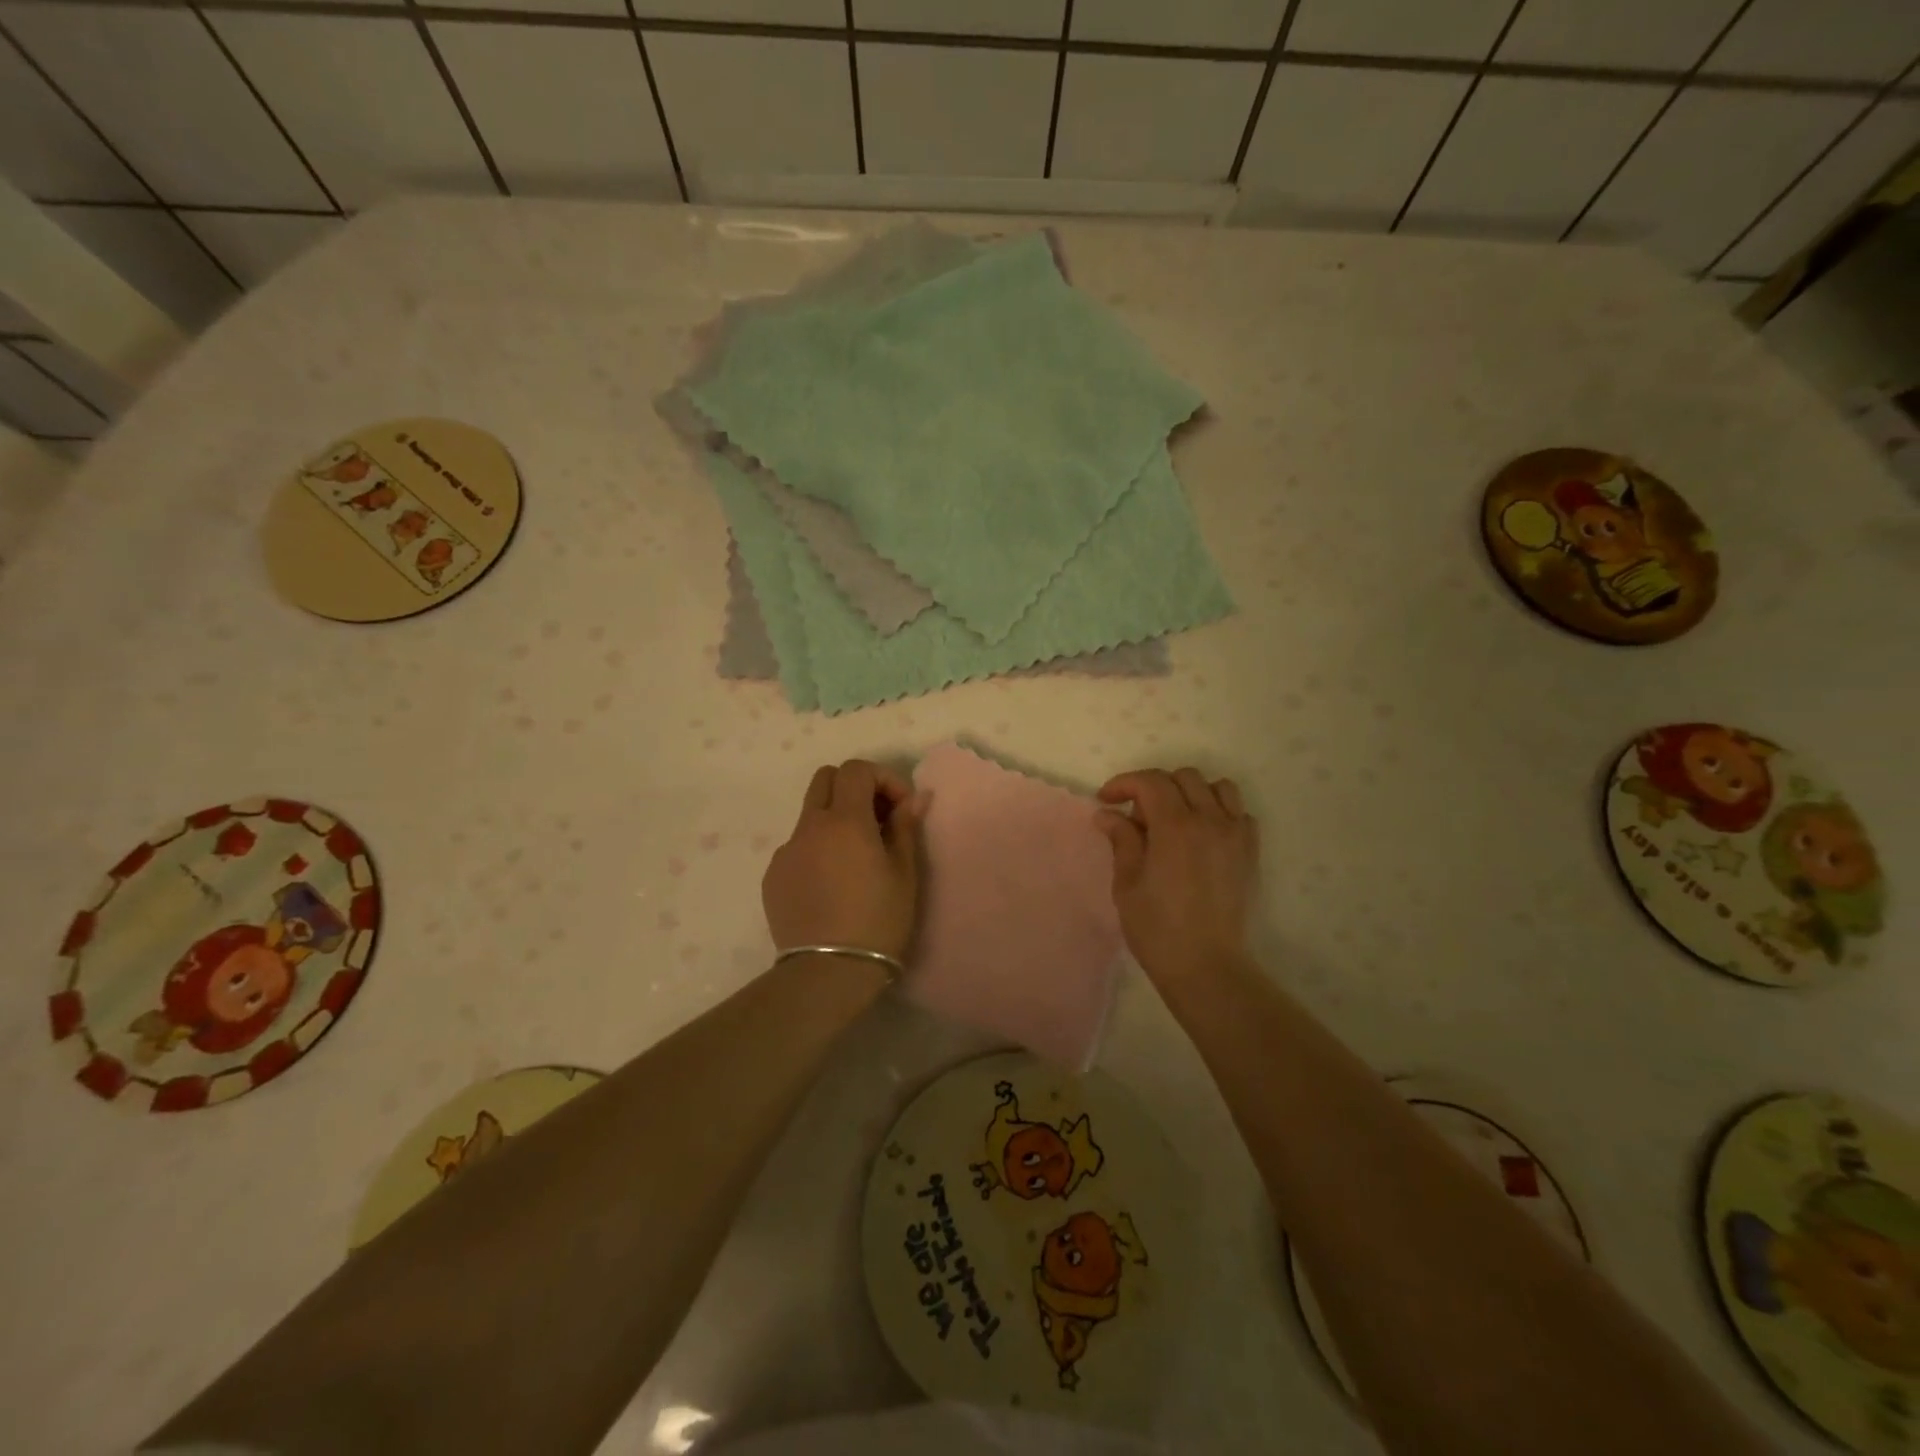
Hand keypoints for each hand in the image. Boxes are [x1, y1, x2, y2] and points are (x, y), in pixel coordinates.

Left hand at [763, 760, 924, 961]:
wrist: (828, 973)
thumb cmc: (878, 920)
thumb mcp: (904, 873)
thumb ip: (905, 827)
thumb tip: (915, 797)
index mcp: (844, 820)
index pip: (856, 769)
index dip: (883, 778)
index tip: (901, 808)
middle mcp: (809, 826)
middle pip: (825, 778)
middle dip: (853, 787)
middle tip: (876, 819)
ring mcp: (786, 851)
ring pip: (809, 814)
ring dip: (834, 820)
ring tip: (855, 858)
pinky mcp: (772, 876)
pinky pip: (797, 847)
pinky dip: (817, 850)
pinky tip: (831, 884)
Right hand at [1096, 768, 1257, 985]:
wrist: (1206, 966)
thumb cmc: (1157, 928)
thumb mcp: (1127, 883)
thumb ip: (1122, 840)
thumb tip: (1108, 814)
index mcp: (1175, 826)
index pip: (1150, 782)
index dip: (1124, 783)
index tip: (1106, 801)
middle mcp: (1210, 821)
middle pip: (1184, 777)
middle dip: (1155, 787)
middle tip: (1138, 818)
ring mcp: (1236, 835)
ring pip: (1218, 788)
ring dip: (1192, 794)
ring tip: (1174, 819)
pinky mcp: (1250, 853)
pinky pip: (1238, 814)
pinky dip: (1219, 813)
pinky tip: (1202, 837)